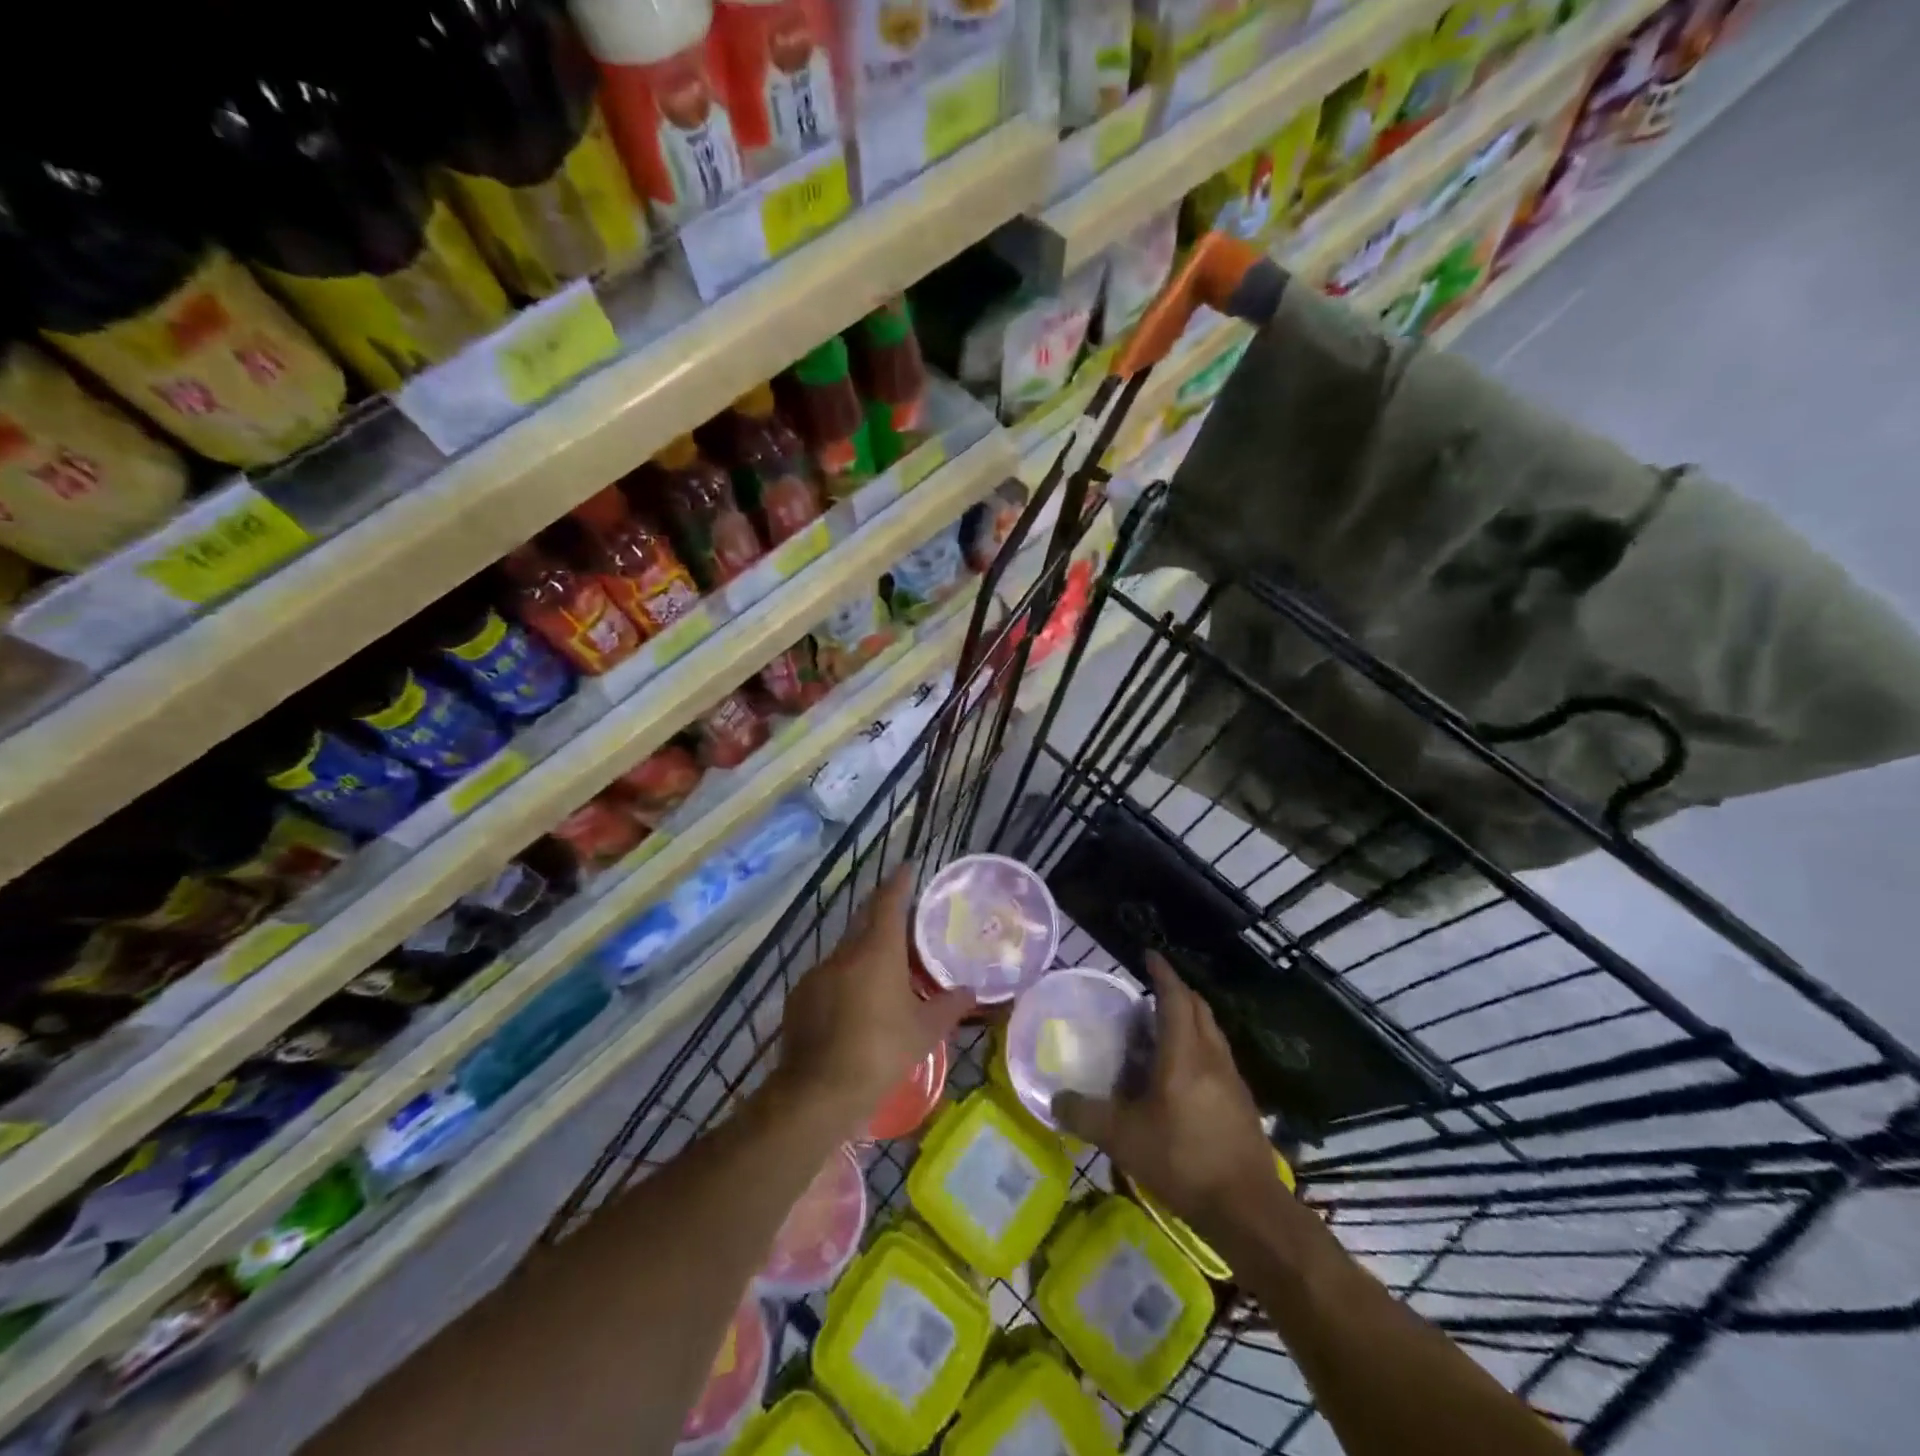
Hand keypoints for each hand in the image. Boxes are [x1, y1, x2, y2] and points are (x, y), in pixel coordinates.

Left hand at [778, 868, 974, 1129]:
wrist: (818, 1093)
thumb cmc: (880, 1054)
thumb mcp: (925, 1032)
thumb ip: (949, 1006)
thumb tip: (970, 992)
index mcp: (877, 951)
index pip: (889, 902)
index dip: (900, 883)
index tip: (908, 867)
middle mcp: (845, 953)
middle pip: (865, 921)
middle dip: (882, 913)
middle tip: (903, 917)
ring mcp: (817, 974)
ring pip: (846, 952)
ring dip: (864, 953)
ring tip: (884, 971)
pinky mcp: (799, 997)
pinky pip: (828, 978)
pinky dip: (844, 981)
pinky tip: (854, 1006)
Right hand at [1056, 954, 1283, 1247]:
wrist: (1248, 1209)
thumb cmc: (1183, 1161)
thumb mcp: (1123, 1139)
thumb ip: (1085, 1115)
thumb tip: (1053, 1099)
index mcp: (1184, 1053)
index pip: (1175, 998)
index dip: (1162, 973)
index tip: (1148, 955)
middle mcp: (1212, 1056)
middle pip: (1198, 1008)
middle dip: (1177, 991)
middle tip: (1150, 990)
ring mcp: (1232, 1079)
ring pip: (1211, 1032)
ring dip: (1189, 1018)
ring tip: (1162, 1027)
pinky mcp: (1241, 1102)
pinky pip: (1217, 1056)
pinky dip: (1198, 1046)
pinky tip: (1181, 1072)